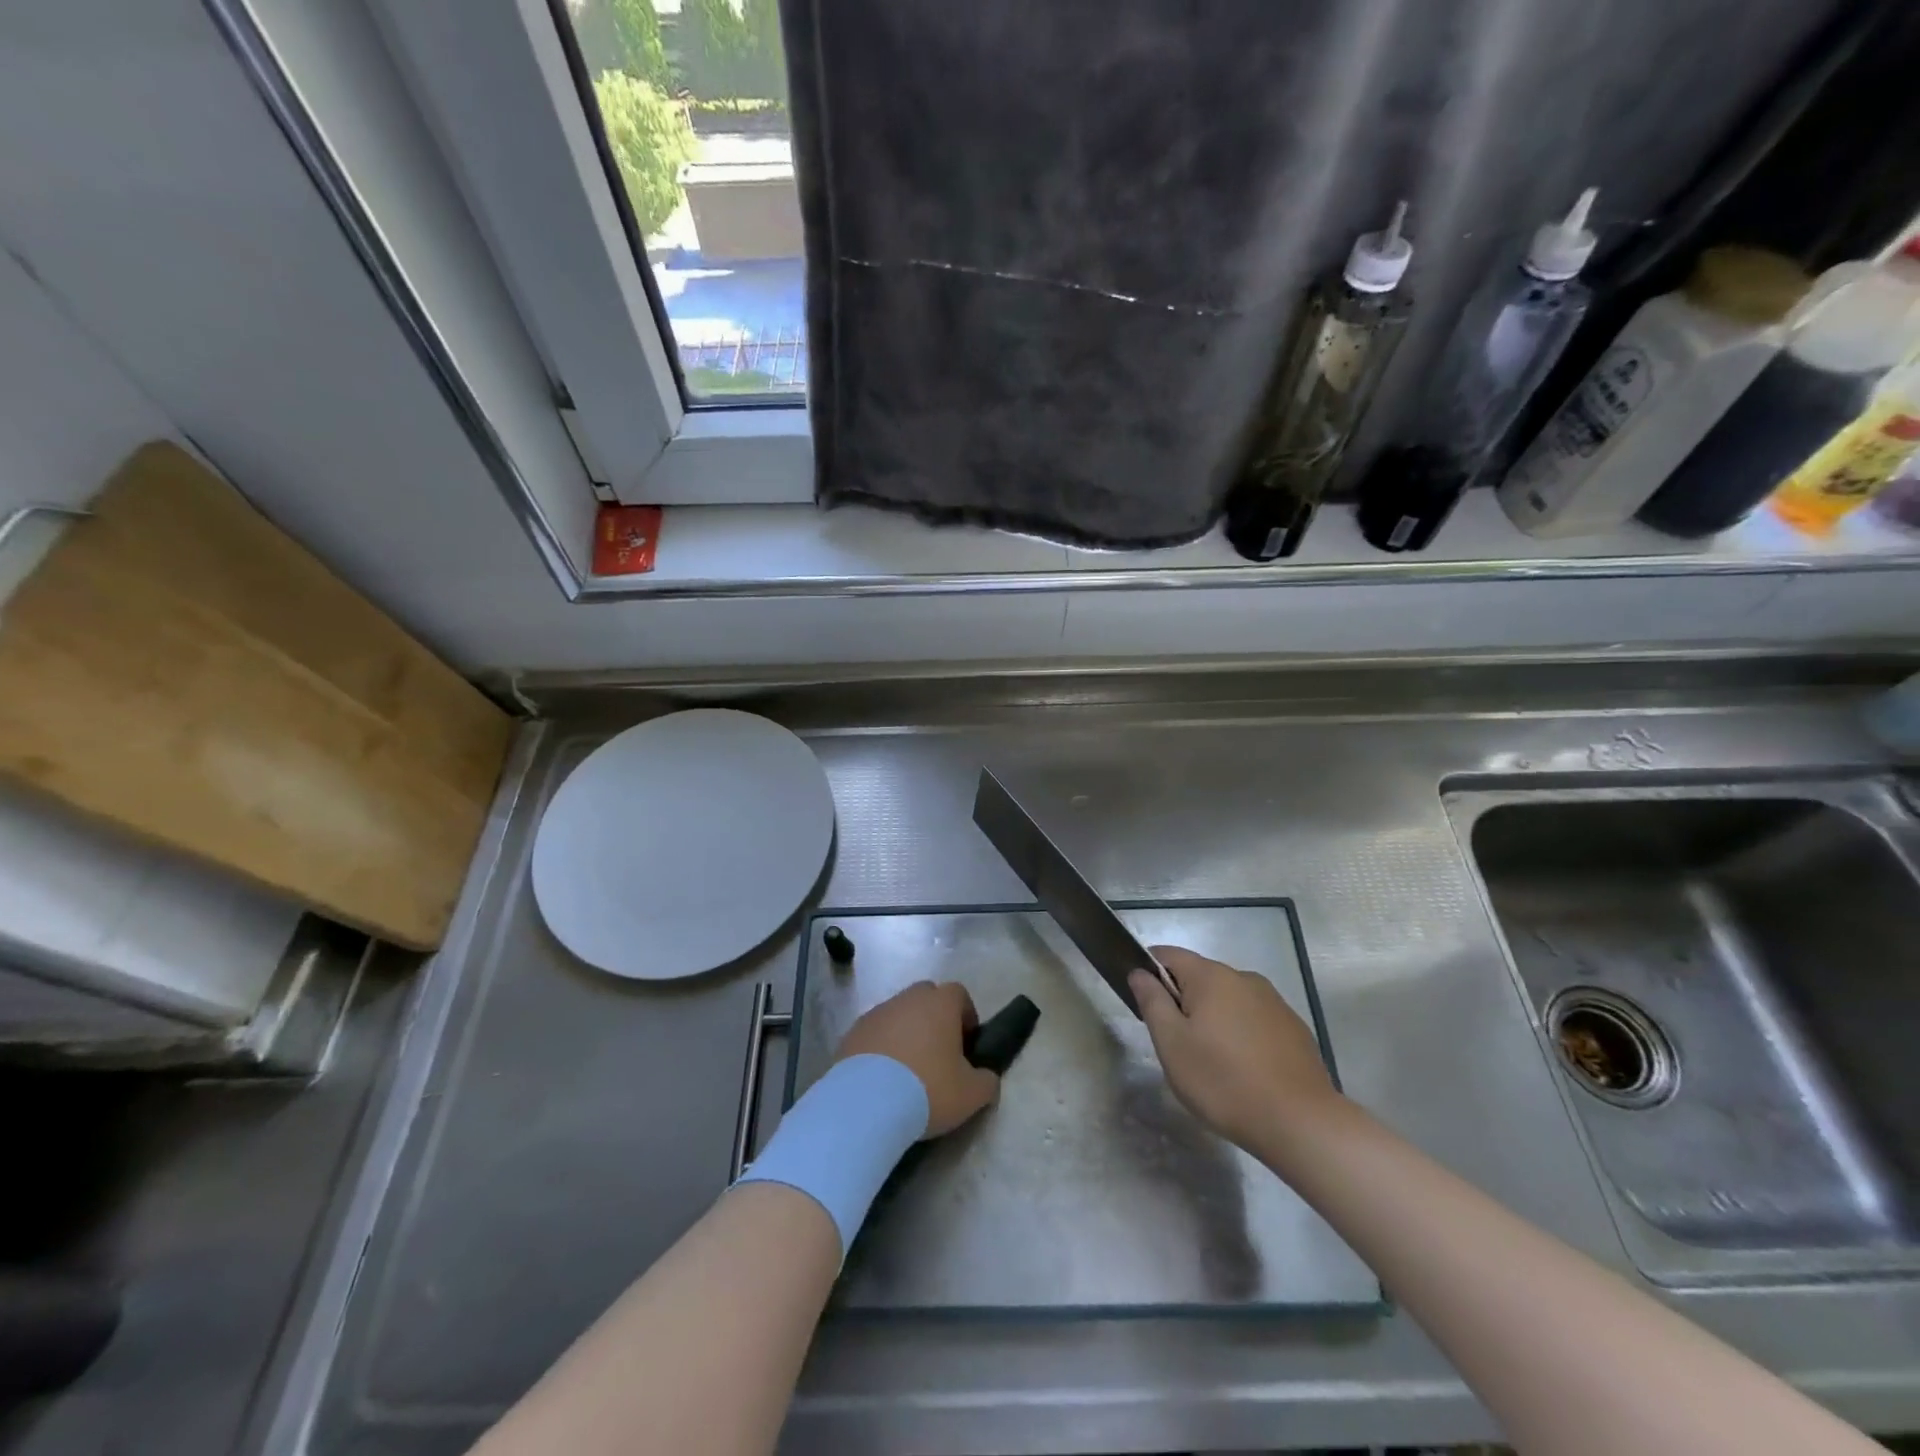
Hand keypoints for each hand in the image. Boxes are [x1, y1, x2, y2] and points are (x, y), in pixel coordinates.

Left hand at [835, 981, 1000, 1138]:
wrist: (866, 1103)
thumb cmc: (928, 1090)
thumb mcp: (971, 1094)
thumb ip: (986, 1081)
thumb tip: (986, 1077)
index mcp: (940, 1003)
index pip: (958, 994)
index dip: (966, 1015)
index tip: (967, 1044)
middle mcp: (908, 998)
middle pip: (926, 998)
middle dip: (934, 1019)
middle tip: (938, 1054)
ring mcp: (877, 1012)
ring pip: (898, 1014)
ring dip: (906, 1033)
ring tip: (907, 1071)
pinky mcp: (852, 1032)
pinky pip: (875, 1033)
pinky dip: (881, 1047)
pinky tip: (882, 1078)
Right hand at [1129, 945, 1342, 1154]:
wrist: (1300, 1123)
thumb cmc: (1223, 1081)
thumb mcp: (1172, 1044)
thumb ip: (1152, 1001)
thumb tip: (1139, 972)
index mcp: (1211, 976)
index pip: (1169, 955)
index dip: (1149, 970)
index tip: (1143, 1001)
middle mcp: (1244, 978)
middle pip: (1200, 977)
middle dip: (1183, 1000)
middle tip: (1175, 1042)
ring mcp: (1274, 1002)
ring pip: (1229, 999)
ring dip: (1214, 1018)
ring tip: (1211, 1061)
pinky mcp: (1294, 1028)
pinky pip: (1254, 1019)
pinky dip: (1241, 1034)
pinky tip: (1244, 1069)